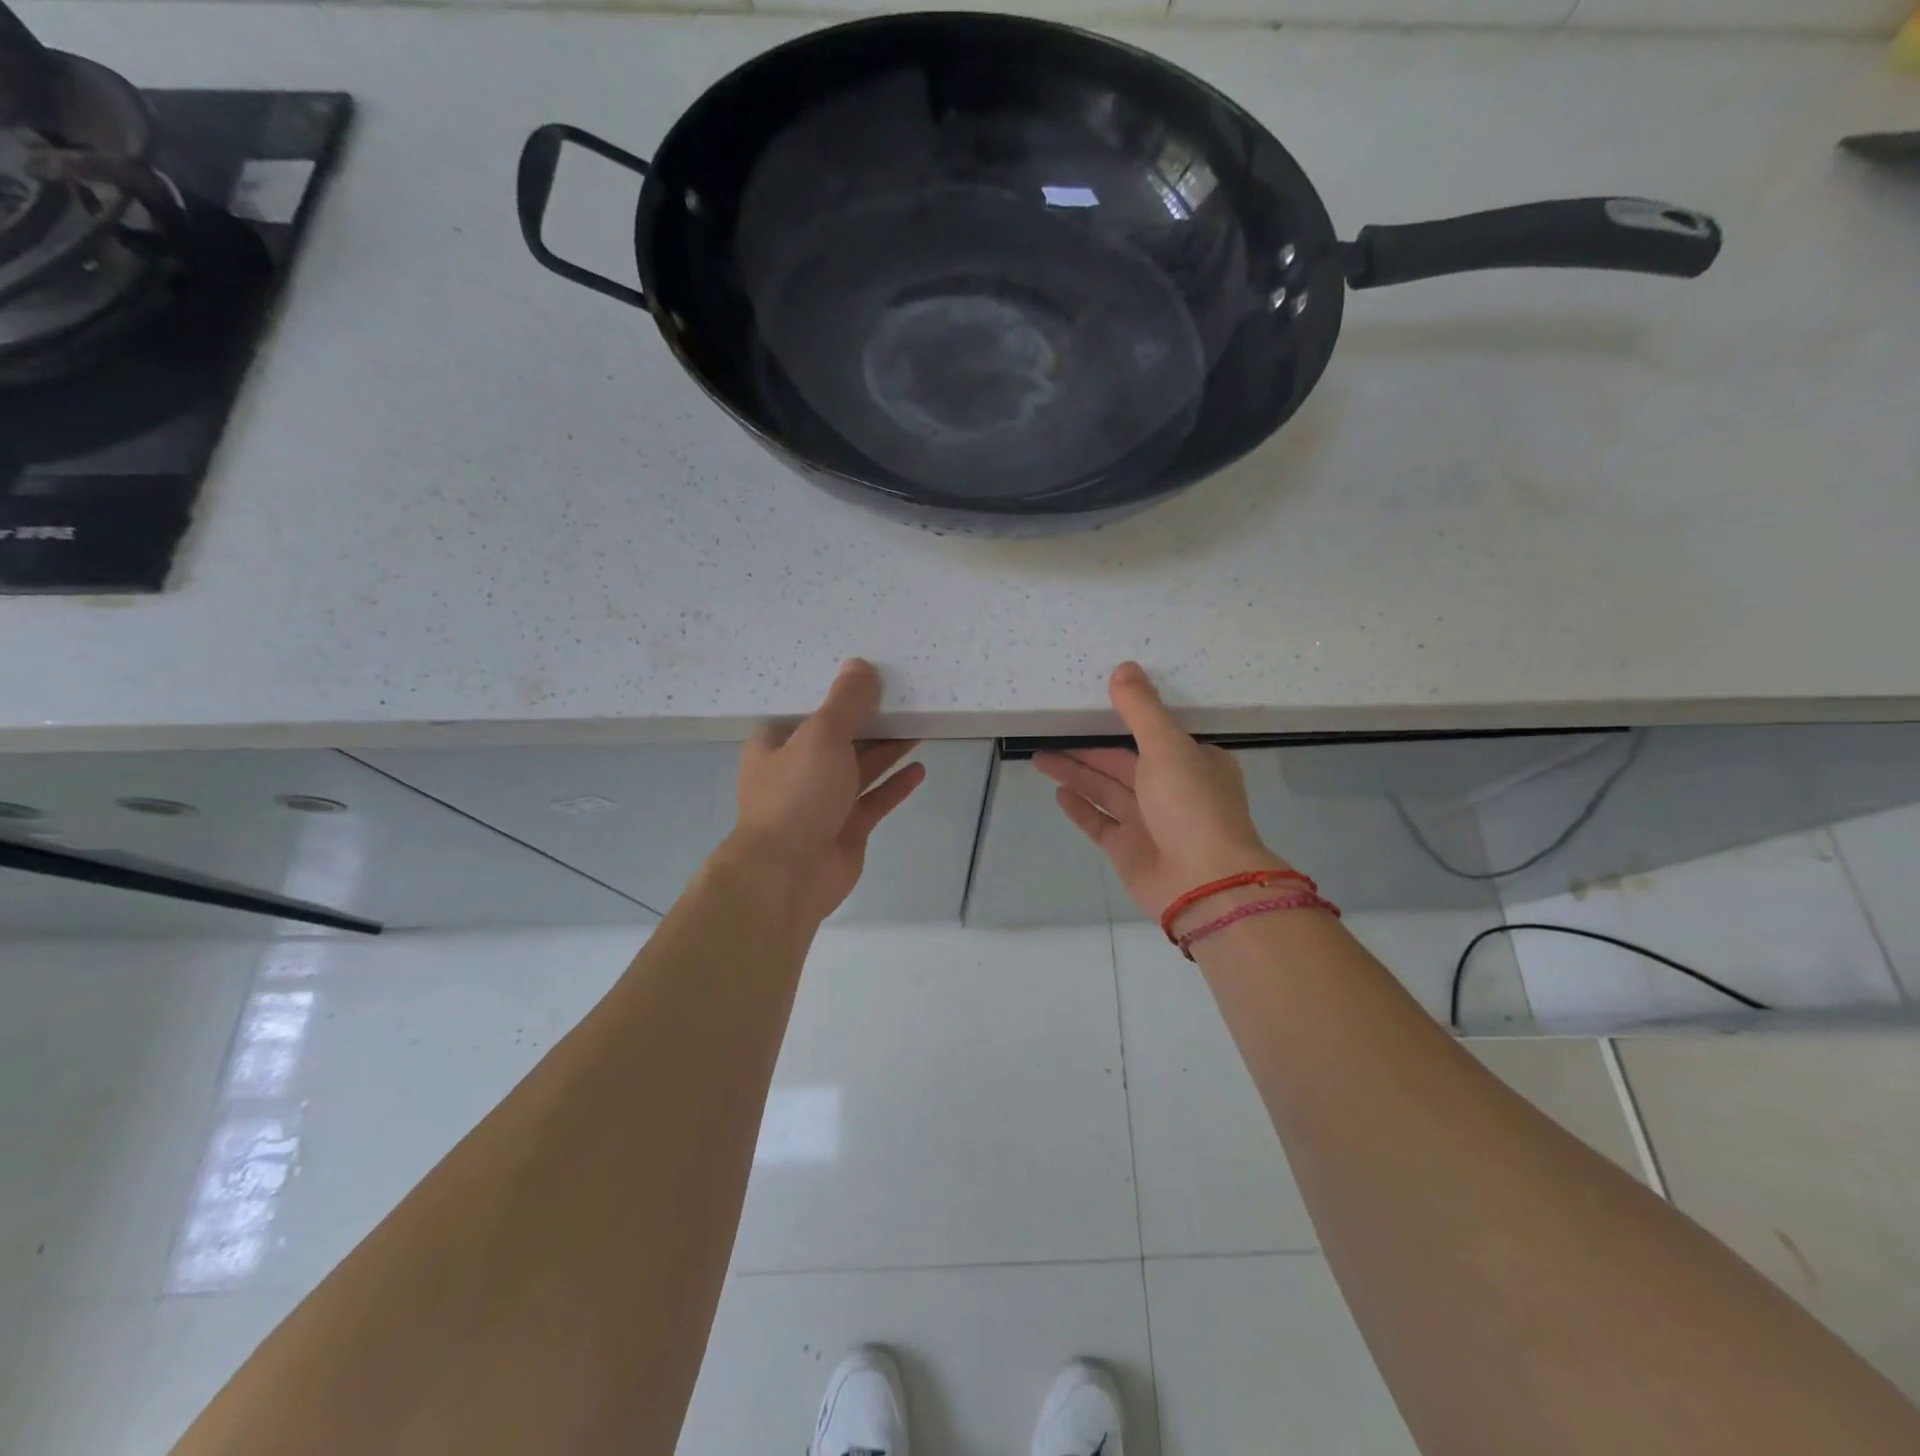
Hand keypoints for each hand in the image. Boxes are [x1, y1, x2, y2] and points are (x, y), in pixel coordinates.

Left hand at [728, 659, 925, 923]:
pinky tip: (919, 769)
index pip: (807, 710)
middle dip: (869, 721)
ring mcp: (822, 803)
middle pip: (838, 739)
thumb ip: (845, 702)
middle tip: (904, 698)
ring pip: (859, 769)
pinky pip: (874, 800)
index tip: (866, 675)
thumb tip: (860, 665)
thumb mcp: (821, 736)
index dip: (835, 693)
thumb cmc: (797, 795)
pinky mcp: (845, 829)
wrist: (788, 874)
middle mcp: (797, 771)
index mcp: (776, 744)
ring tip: (919, 727)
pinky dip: (894, 785)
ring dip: (886, 750)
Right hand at [1034, 662, 1288, 924]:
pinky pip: (1100, 822)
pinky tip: (1059, 793)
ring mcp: (1150, 823)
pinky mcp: (1130, 851)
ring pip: (1106, 791)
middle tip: (1048, 734)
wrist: (1204, 882)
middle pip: (1121, 764)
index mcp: (1193, 762)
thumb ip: (1141, 709)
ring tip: (1040, 758)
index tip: (1091, 709)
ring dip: (1076, 775)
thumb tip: (1124, 667)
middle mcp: (1173, 790)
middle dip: (1086, 751)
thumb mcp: (1167, 746)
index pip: (1152, 736)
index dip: (1121, 722)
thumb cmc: (1191, 805)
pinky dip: (1081, 808)